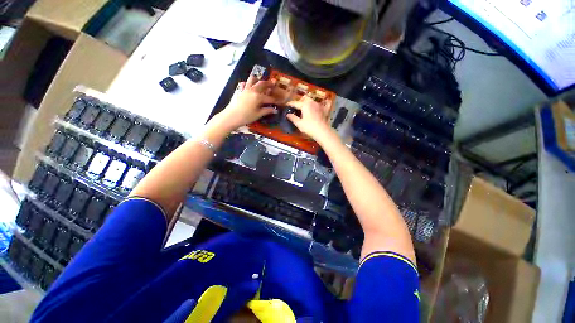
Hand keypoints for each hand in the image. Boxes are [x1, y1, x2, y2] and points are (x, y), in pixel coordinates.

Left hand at [214, 75, 278, 131]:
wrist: (231, 116)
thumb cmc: (246, 117)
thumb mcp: (258, 114)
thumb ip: (267, 111)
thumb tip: (275, 110)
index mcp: (258, 97)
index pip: (269, 98)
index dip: (275, 100)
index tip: (280, 101)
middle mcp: (253, 90)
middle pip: (262, 84)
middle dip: (269, 84)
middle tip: (273, 84)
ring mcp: (245, 89)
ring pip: (252, 79)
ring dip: (258, 80)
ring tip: (260, 83)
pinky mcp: (239, 90)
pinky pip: (244, 84)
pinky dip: (247, 84)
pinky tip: (249, 88)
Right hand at [285, 96, 331, 140]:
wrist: (322, 131)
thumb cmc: (309, 127)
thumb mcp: (299, 124)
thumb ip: (293, 118)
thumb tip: (288, 114)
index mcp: (305, 105)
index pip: (295, 103)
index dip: (290, 104)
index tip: (286, 105)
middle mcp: (312, 102)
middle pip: (304, 98)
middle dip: (299, 101)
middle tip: (296, 107)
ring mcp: (318, 105)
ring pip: (311, 101)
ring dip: (306, 103)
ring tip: (303, 109)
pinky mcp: (323, 110)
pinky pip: (318, 105)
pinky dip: (315, 105)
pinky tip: (314, 109)